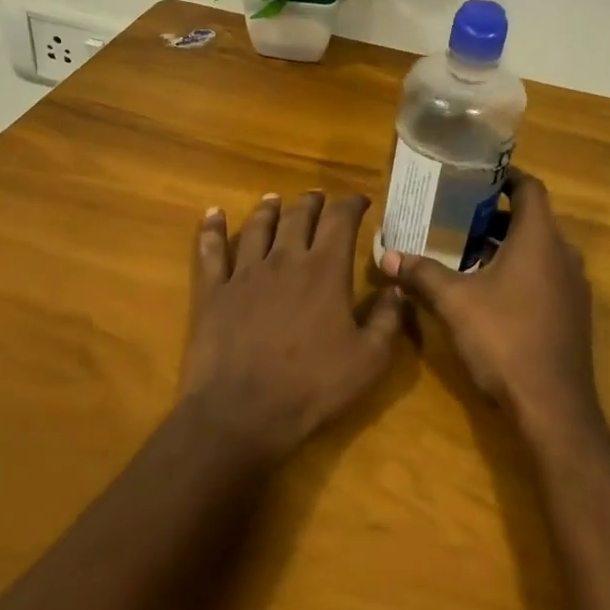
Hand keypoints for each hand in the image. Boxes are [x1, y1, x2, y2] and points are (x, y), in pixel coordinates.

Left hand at [180, 191, 403, 460]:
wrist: (243, 413)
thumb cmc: (312, 387)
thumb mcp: (369, 361)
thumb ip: (388, 319)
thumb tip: (397, 287)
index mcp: (325, 271)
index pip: (341, 221)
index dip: (352, 204)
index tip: (360, 199)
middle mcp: (285, 260)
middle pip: (299, 217)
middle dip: (312, 203)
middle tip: (318, 197)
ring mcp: (245, 273)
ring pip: (257, 227)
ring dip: (268, 209)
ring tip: (273, 199)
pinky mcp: (214, 292)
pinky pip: (211, 251)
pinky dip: (212, 229)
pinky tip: (213, 214)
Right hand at [378, 170, 599, 438]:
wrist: (553, 406)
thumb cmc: (504, 340)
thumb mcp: (454, 303)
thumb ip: (421, 274)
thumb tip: (387, 256)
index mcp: (540, 239)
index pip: (530, 188)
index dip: (504, 177)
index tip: (474, 177)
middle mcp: (564, 255)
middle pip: (533, 219)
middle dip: (496, 215)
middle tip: (457, 216)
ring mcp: (573, 287)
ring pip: (540, 250)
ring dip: (507, 246)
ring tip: (466, 252)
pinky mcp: (573, 314)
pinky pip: (546, 276)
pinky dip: (521, 271)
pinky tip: (490, 292)